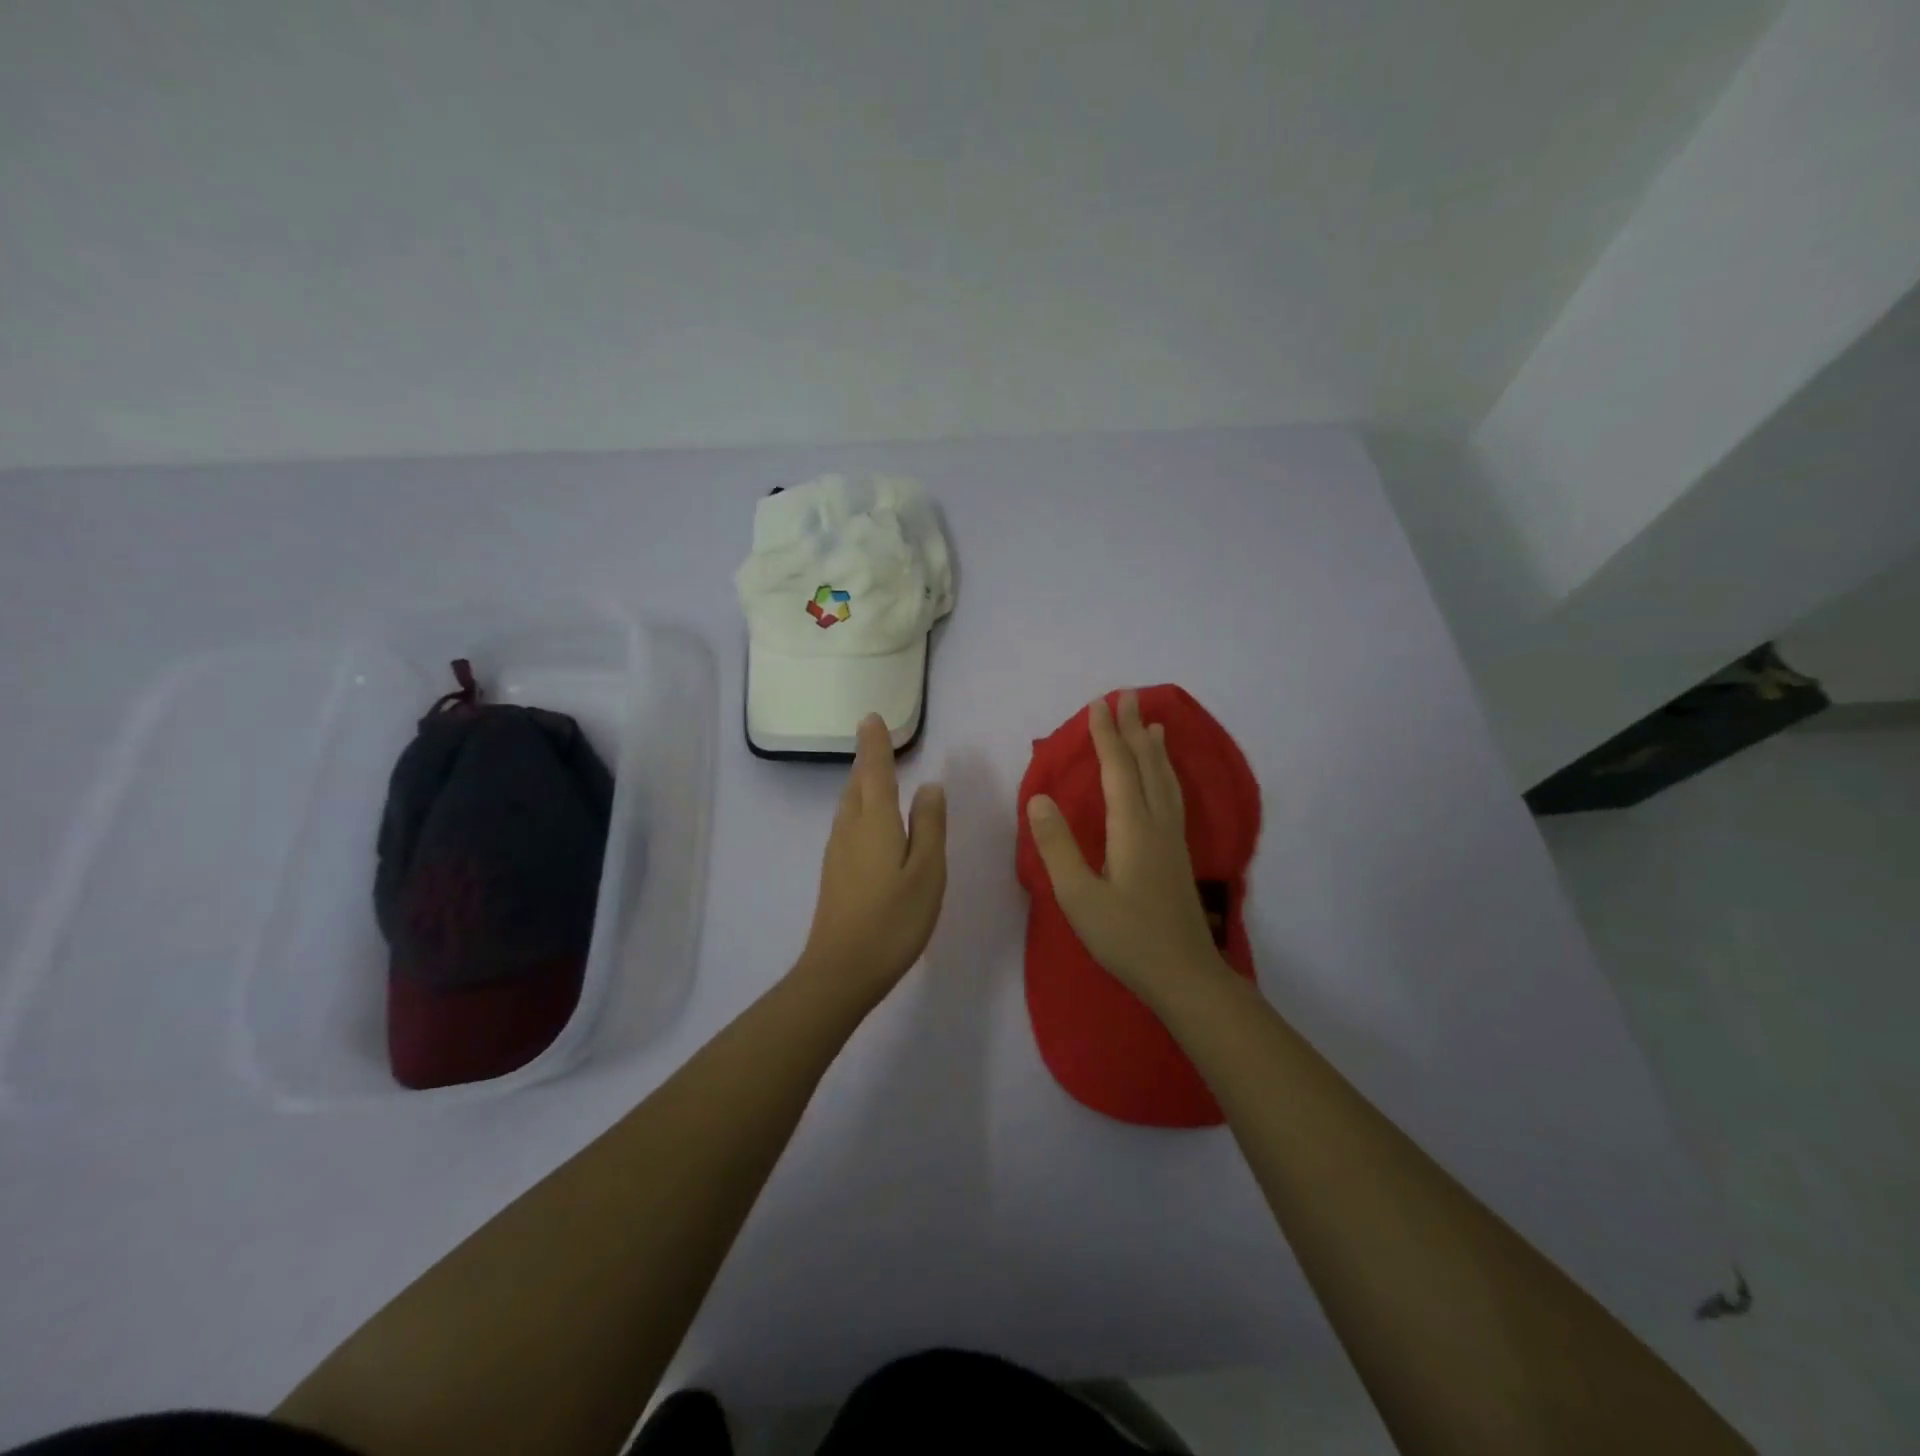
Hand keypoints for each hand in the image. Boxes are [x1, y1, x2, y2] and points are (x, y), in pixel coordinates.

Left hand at [796, 714, 947, 1004]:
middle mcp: (850, 828)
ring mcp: (837, 851)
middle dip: (866, 760)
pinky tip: (872, 823)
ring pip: (849, 805)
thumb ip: (929, 826)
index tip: (871, 717)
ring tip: (877, 775)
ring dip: (862, 784)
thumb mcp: (926, 872)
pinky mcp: (834, 872)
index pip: (874, 770)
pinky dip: (860, 809)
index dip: (874, 743)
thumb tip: (929, 786)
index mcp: (874, 821)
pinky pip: (848, 824)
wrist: (842, 970)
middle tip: (877, 742)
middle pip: (857, 784)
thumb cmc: (893, 920)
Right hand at [1025, 691, 1225, 1003]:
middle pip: (1147, 766)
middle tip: (1128, 696)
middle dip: (1134, 729)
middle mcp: (1157, 824)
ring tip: (1154, 724)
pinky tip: (1165, 779)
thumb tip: (1039, 799)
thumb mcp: (1078, 897)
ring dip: (1155, 748)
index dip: (1106, 736)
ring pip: (1166, 780)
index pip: (1118, 770)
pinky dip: (1166, 774)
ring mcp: (1173, 839)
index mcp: (1132, 829)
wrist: (1183, 976)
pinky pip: (1173, 796)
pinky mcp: (1178, 855)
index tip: (1098, 704)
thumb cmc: (1126, 938)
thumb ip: (1057, 847)